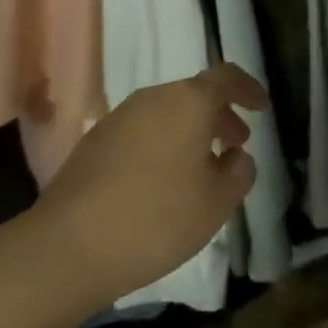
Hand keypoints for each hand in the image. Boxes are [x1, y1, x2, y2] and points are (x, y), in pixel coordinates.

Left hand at [26, 64, 266, 312]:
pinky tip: (159, 183)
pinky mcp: (93, 144)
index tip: (261, 107)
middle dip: (219, 116)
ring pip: (166, 113)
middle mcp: (154, 98)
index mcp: (190, 101)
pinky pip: (141, 132)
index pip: (227, 77)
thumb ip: (239, 173)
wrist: (65, 250)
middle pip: (195, 95)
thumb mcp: (217, 203)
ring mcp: (119, 118)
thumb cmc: (156, 219)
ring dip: (189, 132)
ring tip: (199, 168)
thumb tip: (236, 157)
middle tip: (235, 143)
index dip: (248, 88)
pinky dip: (160, 145)